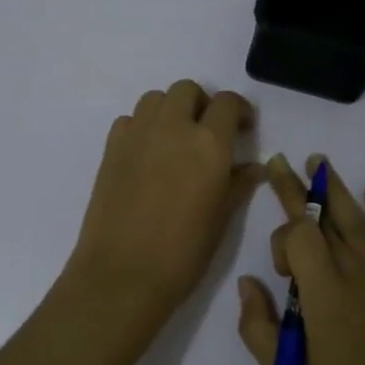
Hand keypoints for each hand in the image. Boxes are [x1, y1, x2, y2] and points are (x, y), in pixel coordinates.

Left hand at [57, 80, 262, 344]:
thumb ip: (237, 184)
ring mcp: (137, 134)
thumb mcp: (221, 220)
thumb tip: (253, 167)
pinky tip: (147, 154)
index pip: (227, 103)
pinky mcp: (111, 147)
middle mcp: (172, 127)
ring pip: (156, 98)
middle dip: (201, 103)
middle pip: (187, 90)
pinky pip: (130, 119)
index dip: (238, 110)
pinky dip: (142, 126)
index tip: (243, 127)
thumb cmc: (182, 253)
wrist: (122, 274)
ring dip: (170, 109)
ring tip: (176, 139)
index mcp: (208, 144)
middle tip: (207, 132)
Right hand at [237, 155, 364, 364]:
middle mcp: (358, 274)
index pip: (300, 236)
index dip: (283, 240)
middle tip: (281, 162)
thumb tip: (248, 283)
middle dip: (299, 189)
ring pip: (358, 221)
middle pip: (324, 218)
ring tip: (319, 162)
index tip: (280, 272)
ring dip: (336, 189)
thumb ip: (260, 329)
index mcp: (326, 296)